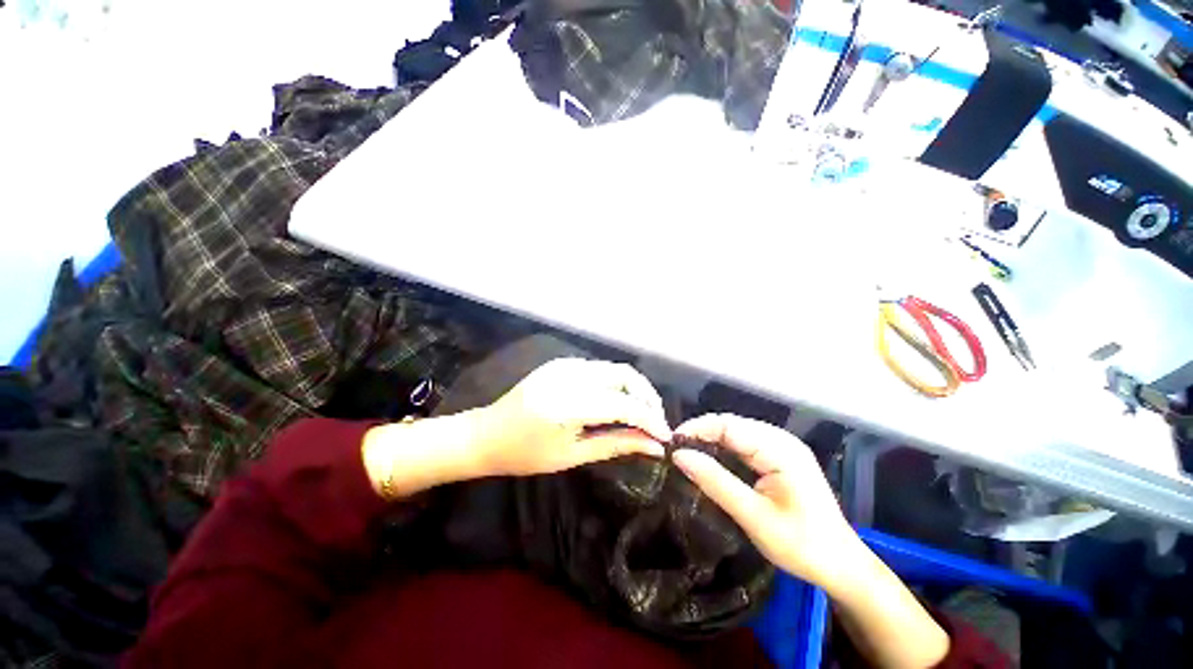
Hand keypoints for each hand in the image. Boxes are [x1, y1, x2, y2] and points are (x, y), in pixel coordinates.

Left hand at [470, 358, 670, 476]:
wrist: (487, 434)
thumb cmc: (525, 454)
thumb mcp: (572, 455)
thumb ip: (616, 444)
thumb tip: (654, 446)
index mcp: (567, 403)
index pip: (623, 403)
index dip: (649, 419)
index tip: (665, 436)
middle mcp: (569, 375)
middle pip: (625, 375)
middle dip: (647, 397)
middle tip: (655, 423)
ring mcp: (565, 364)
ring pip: (615, 369)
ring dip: (634, 389)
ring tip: (641, 415)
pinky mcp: (562, 362)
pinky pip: (600, 369)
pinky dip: (616, 384)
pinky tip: (618, 402)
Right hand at [671, 414, 862, 590]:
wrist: (842, 565)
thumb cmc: (801, 545)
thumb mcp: (753, 516)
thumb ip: (716, 482)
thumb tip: (679, 456)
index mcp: (780, 449)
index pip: (729, 425)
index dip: (697, 429)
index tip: (671, 443)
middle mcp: (781, 440)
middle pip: (732, 424)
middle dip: (701, 433)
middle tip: (675, 450)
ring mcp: (783, 447)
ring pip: (737, 432)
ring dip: (711, 440)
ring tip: (687, 453)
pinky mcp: (780, 457)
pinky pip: (745, 443)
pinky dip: (724, 448)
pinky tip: (711, 459)